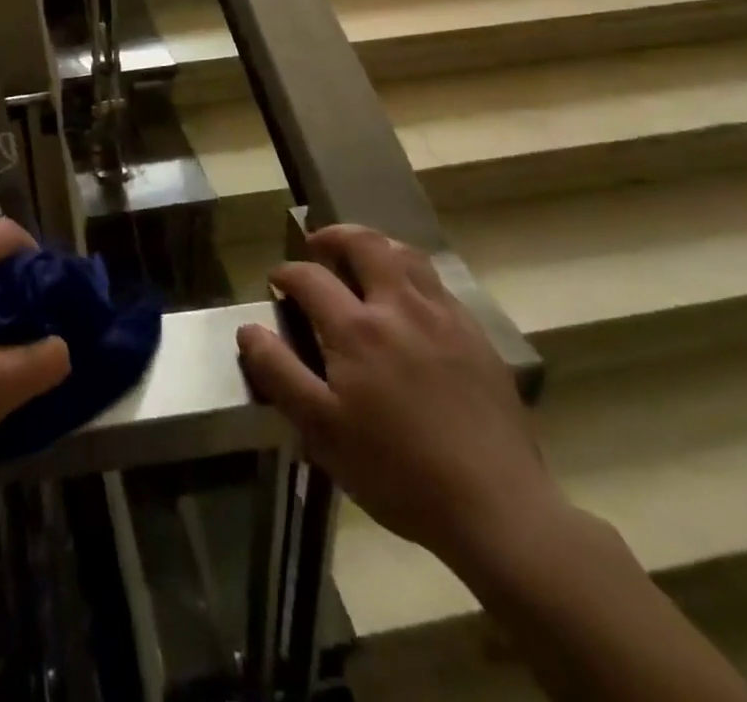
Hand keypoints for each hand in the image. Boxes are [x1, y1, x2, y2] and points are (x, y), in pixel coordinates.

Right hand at [236, 226, 560, 570]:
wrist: (497, 509)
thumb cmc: (397, 472)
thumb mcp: (322, 430)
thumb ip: (279, 373)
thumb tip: (249, 329)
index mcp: (357, 328)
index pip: (310, 277)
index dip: (287, 273)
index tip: (277, 282)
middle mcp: (400, 307)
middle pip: (365, 243)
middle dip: (335, 237)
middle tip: (318, 247)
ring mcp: (444, 318)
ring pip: (407, 255)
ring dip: (377, 248)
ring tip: (362, 262)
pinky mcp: (477, 338)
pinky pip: (439, 286)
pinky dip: (412, 277)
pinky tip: (408, 305)